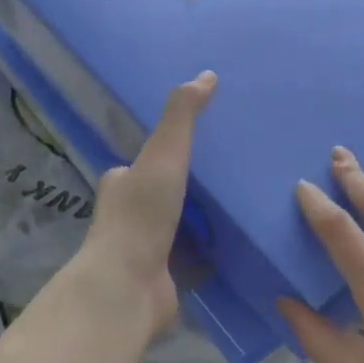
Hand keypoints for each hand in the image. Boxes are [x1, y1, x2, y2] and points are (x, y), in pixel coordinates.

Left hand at [68, 71, 215, 337]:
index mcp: (121, 183)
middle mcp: (128, 215)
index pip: (145, 160)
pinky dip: (211, 251)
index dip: (167, 151)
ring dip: (203, 218)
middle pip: (163, 192)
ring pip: (179, 225)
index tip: (202, 143)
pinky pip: (193, 257)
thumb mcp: (164, 153)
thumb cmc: (142, 214)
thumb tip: (207, 75)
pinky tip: (238, 242)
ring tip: (242, 203)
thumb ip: (182, 116)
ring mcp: (145, 249)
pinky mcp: (164, 277)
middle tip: (232, 172)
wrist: (129, 287)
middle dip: (189, 185)